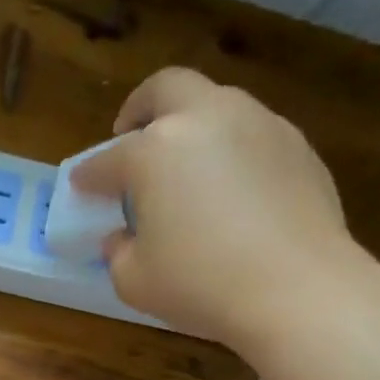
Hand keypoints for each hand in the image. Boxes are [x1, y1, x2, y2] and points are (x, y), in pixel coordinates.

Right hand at [70, 67, 361, 354]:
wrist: (298, 290)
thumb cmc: (201, 285)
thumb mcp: (135, 281)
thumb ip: (118, 252)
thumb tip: (123, 236)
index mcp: (154, 150)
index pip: (107, 160)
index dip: (89, 175)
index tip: (81, 185)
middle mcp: (205, 120)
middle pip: (166, 89)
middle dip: (141, 108)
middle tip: (132, 136)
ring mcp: (258, 125)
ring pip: (216, 104)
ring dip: (192, 125)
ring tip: (187, 166)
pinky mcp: (297, 145)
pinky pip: (252, 134)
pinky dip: (231, 150)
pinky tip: (232, 189)